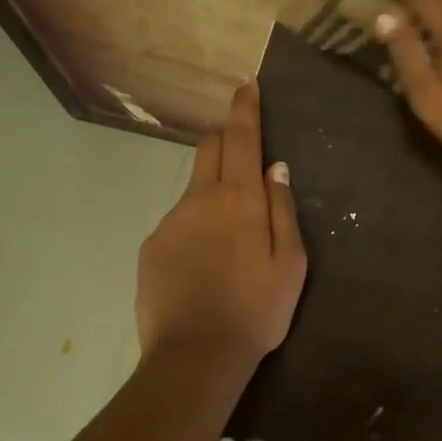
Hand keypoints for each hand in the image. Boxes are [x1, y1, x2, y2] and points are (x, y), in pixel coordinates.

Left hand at [136, 80, 306, 360]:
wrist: (196, 356)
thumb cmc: (257, 309)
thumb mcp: (291, 262)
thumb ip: (283, 210)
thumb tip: (275, 168)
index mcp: (238, 198)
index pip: (240, 137)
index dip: (244, 108)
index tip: (245, 84)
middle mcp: (199, 199)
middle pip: (209, 150)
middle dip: (225, 139)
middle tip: (243, 154)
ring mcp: (169, 222)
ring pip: (193, 189)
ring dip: (212, 192)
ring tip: (228, 238)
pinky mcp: (151, 247)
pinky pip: (177, 223)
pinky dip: (194, 228)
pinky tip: (204, 264)